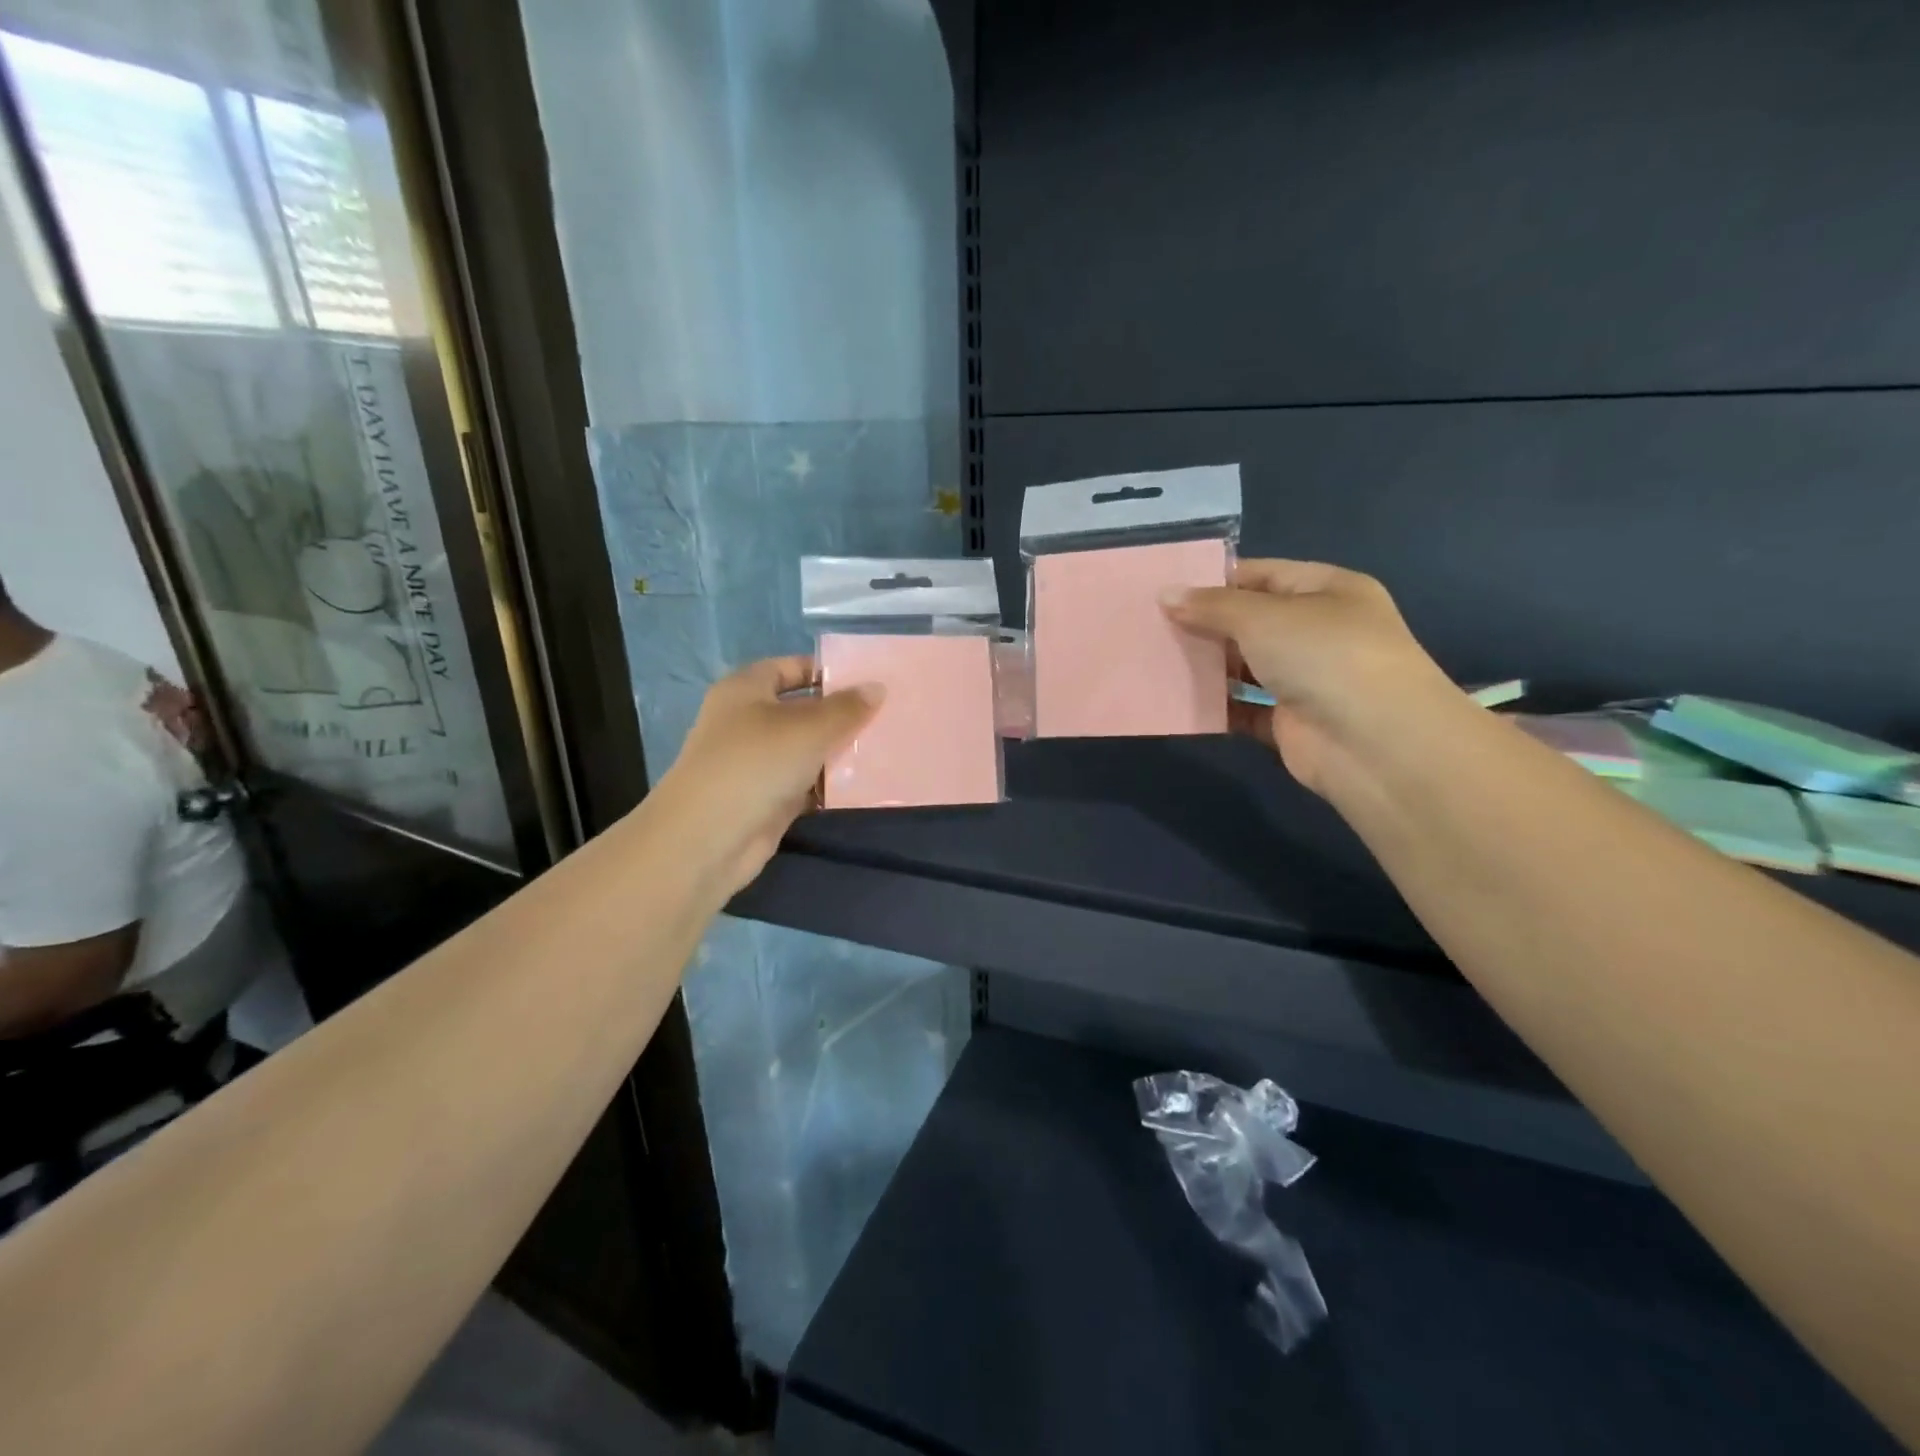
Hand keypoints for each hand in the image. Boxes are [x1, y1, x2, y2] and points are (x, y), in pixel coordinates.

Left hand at [649, 656, 881, 894]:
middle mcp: (747, 722)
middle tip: (887, 715)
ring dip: (839, 751)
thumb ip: (846, 708)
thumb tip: (877, 688)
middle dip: (841, 714)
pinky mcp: (766, 799)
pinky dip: (829, 784)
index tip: (867, 680)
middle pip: (801, 710)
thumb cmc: (756, 763)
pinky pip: (805, 784)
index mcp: (746, 690)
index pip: (789, 668)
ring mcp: (755, 763)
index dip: (826, 672)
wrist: (708, 838)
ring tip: (885, 747)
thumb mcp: (809, 728)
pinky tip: (865, 784)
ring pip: (806, 749)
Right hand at [1164, 559, 1457, 794]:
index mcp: (1327, 591)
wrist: (1374, 744)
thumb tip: (1165, 595)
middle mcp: (1320, 632)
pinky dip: (1215, 707)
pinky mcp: (1290, 724)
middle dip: (1204, 624)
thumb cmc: (1324, 656)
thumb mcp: (1263, 616)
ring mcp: (1307, 680)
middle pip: (1251, 622)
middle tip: (1149, 625)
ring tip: (1154, 659)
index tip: (1167, 588)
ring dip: (1206, 666)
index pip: (1263, 575)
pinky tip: (1176, 701)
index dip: (1216, 579)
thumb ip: (1211, 606)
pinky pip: (1243, 709)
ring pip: (1245, 667)